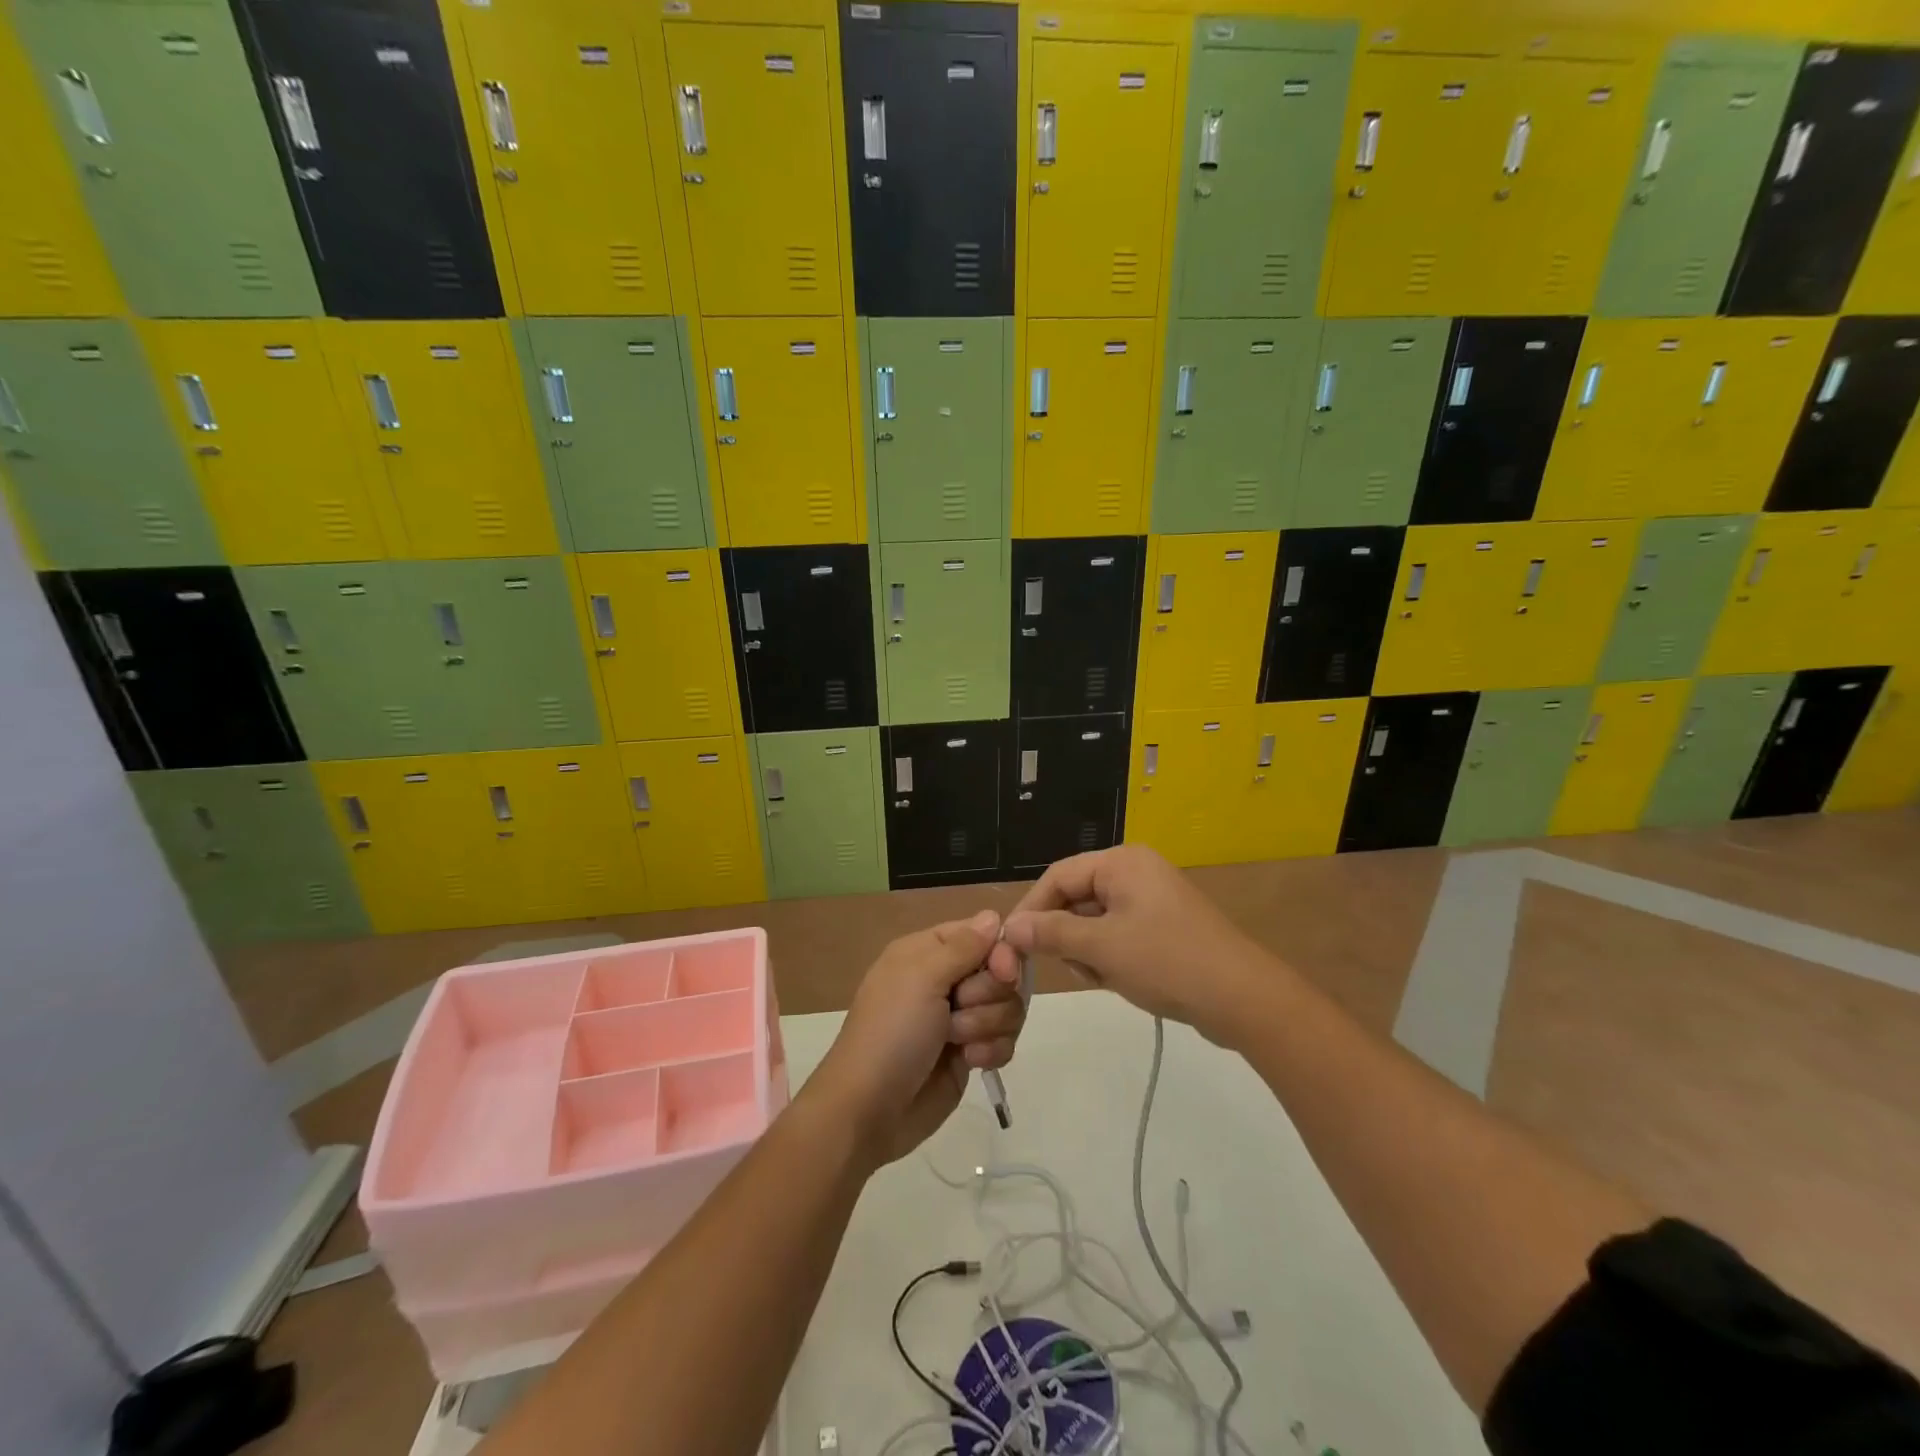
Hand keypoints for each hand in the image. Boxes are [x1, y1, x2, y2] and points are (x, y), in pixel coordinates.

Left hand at [808, 910, 1025, 1165]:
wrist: (870, 1109)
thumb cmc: (891, 1032)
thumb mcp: (922, 977)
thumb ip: (965, 945)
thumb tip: (993, 915)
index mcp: (928, 951)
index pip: (983, 934)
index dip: (999, 952)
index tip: (1002, 971)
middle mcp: (946, 979)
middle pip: (1001, 972)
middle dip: (987, 995)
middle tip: (958, 1009)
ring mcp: (959, 1018)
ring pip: (1008, 1007)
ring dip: (986, 1025)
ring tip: (956, 1042)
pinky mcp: (970, 1053)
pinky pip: (1005, 1040)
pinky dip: (992, 1051)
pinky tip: (970, 1062)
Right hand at [995, 845, 1272, 1045]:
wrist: (1243, 999)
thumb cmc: (1167, 962)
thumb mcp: (1101, 948)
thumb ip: (1052, 934)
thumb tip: (1011, 927)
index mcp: (1122, 863)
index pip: (1058, 876)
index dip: (1032, 909)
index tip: (1012, 944)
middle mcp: (1135, 871)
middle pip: (1076, 897)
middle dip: (1066, 934)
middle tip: (1068, 967)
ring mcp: (1152, 898)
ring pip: (1095, 920)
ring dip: (1088, 950)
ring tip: (1104, 977)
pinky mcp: (1164, 925)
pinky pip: (1118, 933)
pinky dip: (1110, 956)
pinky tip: (1121, 979)